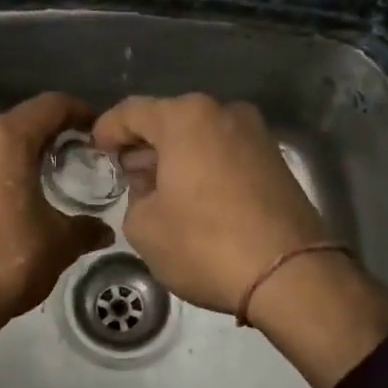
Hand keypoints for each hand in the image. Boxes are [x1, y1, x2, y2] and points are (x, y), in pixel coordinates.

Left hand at [0, 92, 112, 387]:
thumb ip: (85, 228)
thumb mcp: (58, 243)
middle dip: (48, 135)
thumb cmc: (7, 260)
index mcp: (5, 137)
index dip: (79, 112)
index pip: (51, 106)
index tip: (97, 130)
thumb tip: (103, 230)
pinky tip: (2, 193)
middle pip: (19, 121)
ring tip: (38, 177)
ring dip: (15, 152)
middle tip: (74, 157)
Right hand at [91, 93, 387, 387]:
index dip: (106, 130)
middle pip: (169, 120)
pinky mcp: (276, 160)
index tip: (95, 151)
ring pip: (199, 137)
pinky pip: (224, 153)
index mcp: (185, 118)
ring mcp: (255, 134)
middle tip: (126, 176)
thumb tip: (151, 186)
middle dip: (143, 145)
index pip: (131, 111)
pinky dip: (203, 167)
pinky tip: (194, 199)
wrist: (291, 275)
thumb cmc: (205, 244)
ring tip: (159, 193)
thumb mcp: (144, 227)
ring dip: (175, 157)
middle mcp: (223, 112)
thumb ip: (134, 196)